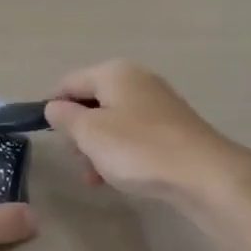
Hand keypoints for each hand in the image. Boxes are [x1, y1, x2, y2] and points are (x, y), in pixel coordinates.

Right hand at [44, 60, 250, 205]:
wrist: (205, 175)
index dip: (52, 106)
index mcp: (114, 72)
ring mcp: (158, 103)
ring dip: (98, 147)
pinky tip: (120, 178)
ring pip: (113, 121)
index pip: (69, 82)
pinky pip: (134, 135)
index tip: (46, 136)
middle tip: (77, 160)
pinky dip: (121, 153)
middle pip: (92, 101)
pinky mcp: (173, 128)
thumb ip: (64, 117)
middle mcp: (137, 80)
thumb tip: (54, 107)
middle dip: (79, 131)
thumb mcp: (89, 132)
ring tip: (96, 178)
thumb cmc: (138, 148)